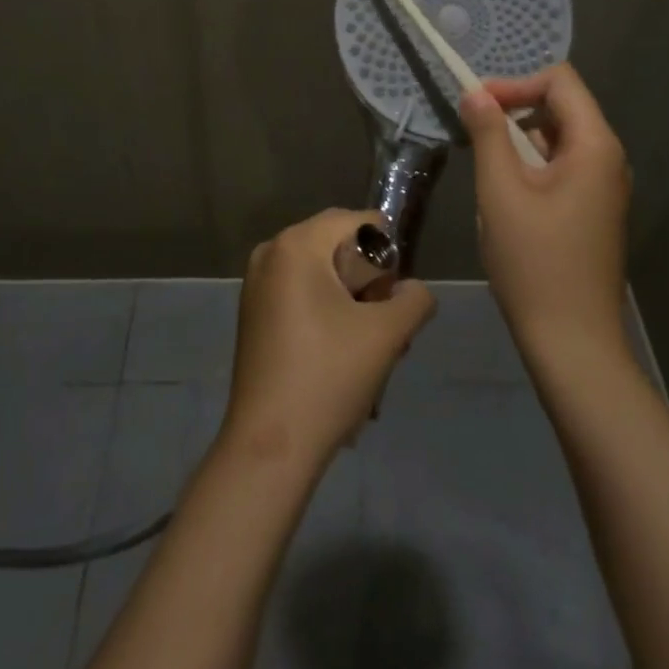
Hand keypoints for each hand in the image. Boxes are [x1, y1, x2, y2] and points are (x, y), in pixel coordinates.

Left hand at [222, 209, 435, 466]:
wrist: (270, 446)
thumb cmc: (329, 378)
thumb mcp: (387, 335)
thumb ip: (414, 299)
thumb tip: (414, 290)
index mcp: (297, 244)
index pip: (358, 222)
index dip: (387, 254)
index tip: (393, 298)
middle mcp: (271, 252)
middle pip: (338, 246)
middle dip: (369, 280)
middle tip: (386, 325)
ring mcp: (257, 283)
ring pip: (322, 273)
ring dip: (352, 301)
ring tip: (369, 347)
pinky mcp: (254, 312)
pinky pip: (301, 292)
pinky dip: (327, 312)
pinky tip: (341, 356)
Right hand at [460, 64, 631, 357]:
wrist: (573, 342)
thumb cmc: (534, 262)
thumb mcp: (500, 192)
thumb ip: (488, 134)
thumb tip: (475, 92)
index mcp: (595, 146)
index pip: (561, 81)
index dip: (516, 83)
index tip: (477, 106)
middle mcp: (609, 159)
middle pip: (562, 107)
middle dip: (515, 110)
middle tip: (474, 134)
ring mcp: (605, 187)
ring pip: (558, 139)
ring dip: (519, 141)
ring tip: (487, 170)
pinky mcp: (594, 210)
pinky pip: (562, 168)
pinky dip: (531, 167)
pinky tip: (506, 197)